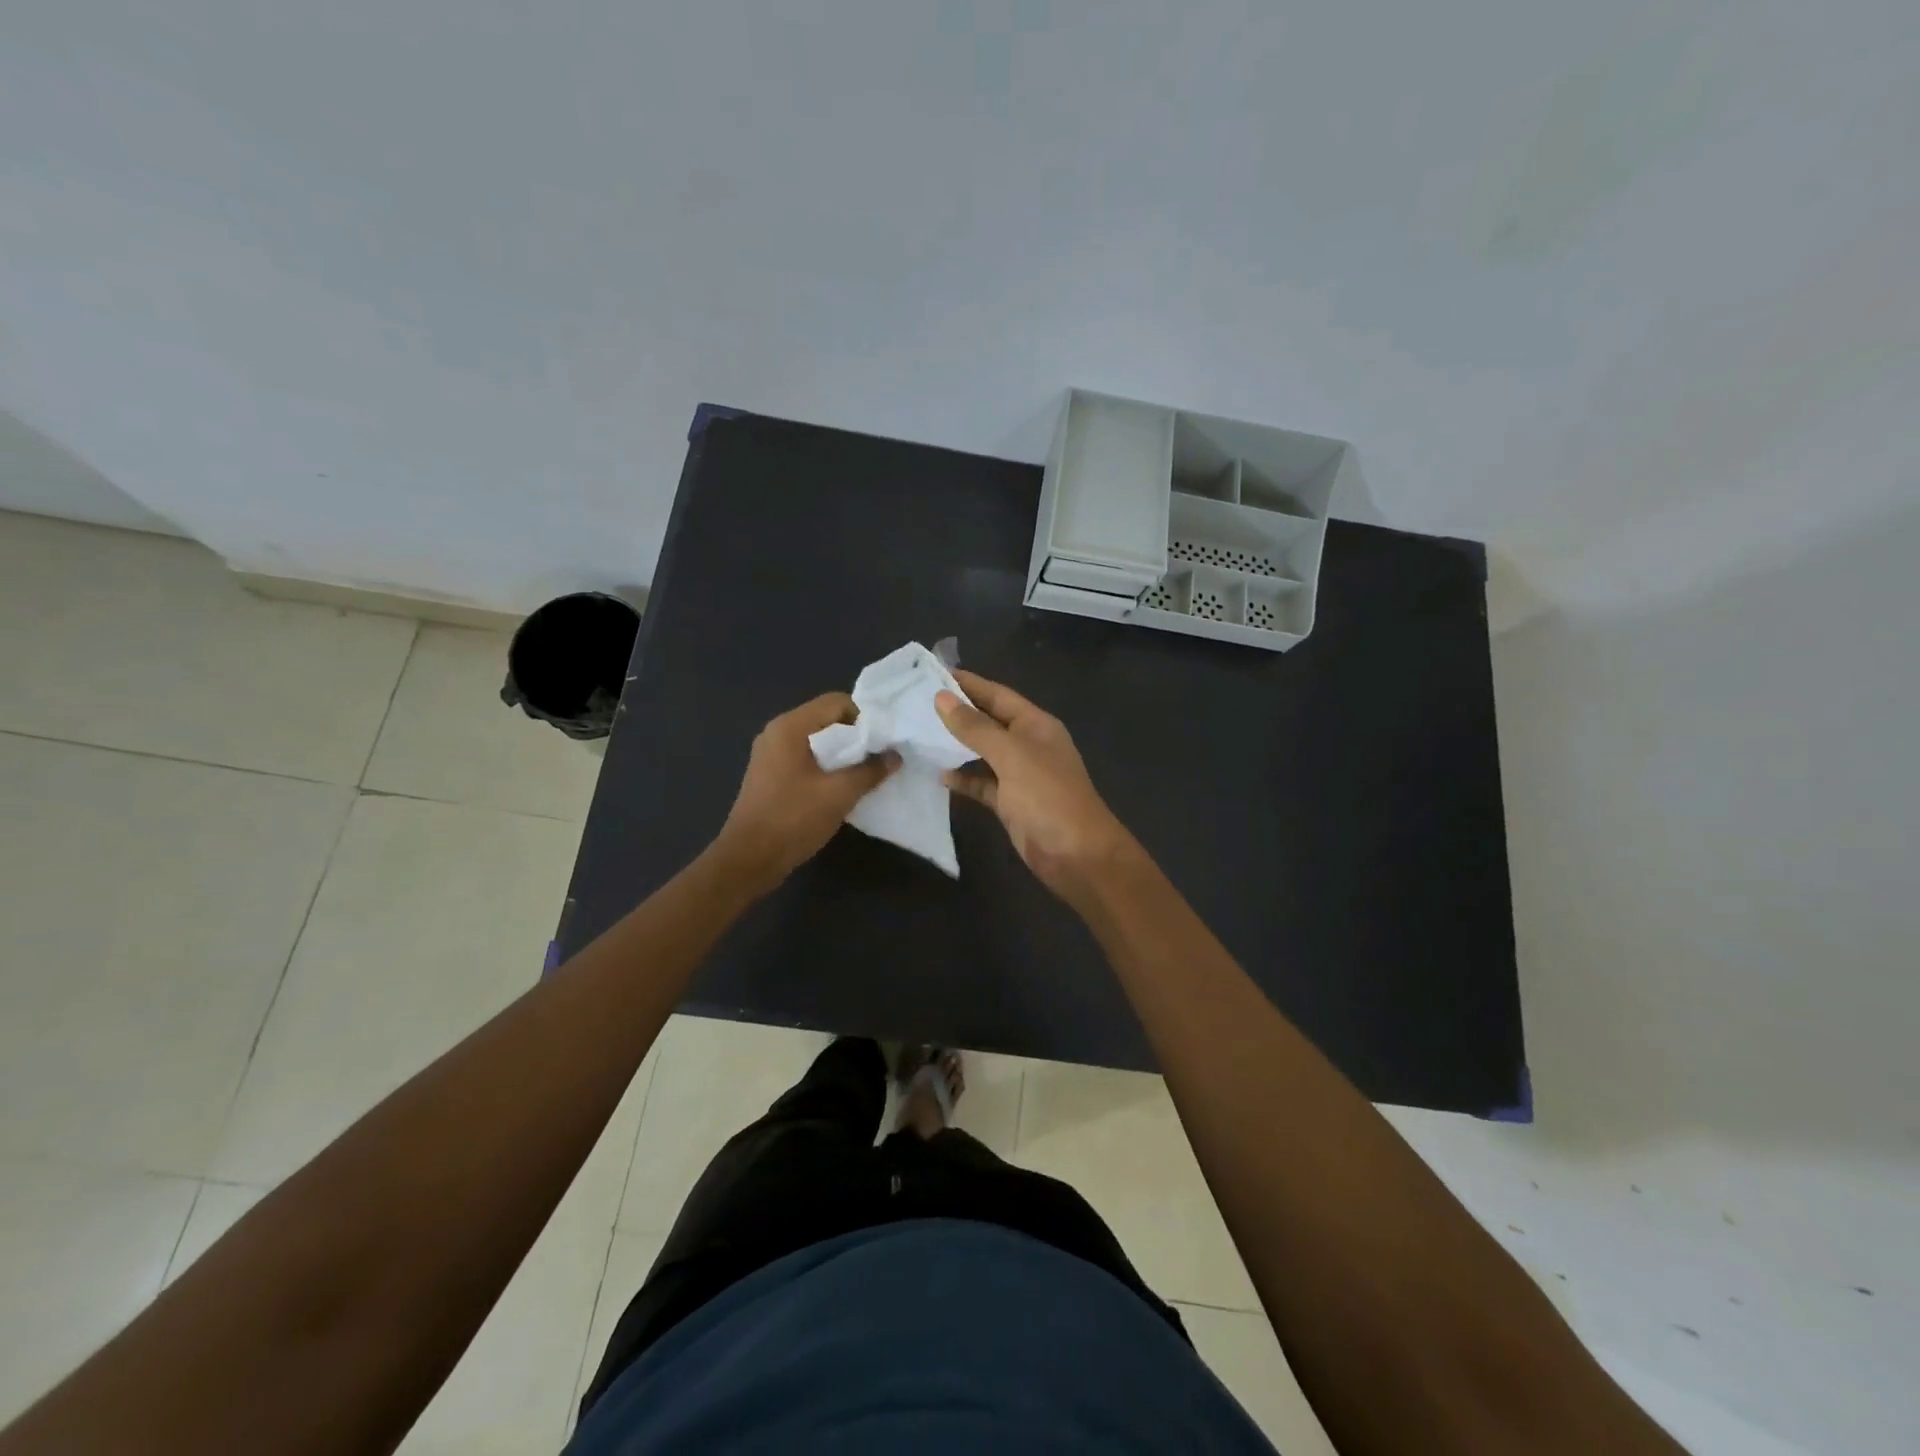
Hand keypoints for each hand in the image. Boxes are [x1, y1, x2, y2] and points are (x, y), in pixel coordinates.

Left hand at [713, 693, 898, 894]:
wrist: (749, 859)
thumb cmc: (793, 819)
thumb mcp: (839, 794)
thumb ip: (870, 771)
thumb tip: (895, 756)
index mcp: (790, 727)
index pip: (836, 702)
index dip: (864, 718)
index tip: (881, 744)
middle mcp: (777, 732)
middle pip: (826, 720)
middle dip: (855, 737)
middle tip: (878, 760)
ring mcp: (771, 754)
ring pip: (817, 741)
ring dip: (842, 755)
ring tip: (864, 775)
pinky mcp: (771, 775)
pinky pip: (805, 758)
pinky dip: (826, 767)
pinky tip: (840, 788)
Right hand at [935, 670, 1138, 902]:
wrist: (1076, 854)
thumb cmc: (1047, 796)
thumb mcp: (1011, 755)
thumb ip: (975, 727)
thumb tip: (941, 698)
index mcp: (1036, 725)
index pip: (997, 695)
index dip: (968, 683)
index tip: (932, 672)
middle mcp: (1028, 745)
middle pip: (989, 721)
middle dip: (958, 712)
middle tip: (917, 702)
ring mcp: (1020, 775)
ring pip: (983, 753)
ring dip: (957, 745)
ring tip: (920, 734)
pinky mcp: (1011, 803)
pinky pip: (983, 784)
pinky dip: (964, 779)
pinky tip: (940, 776)